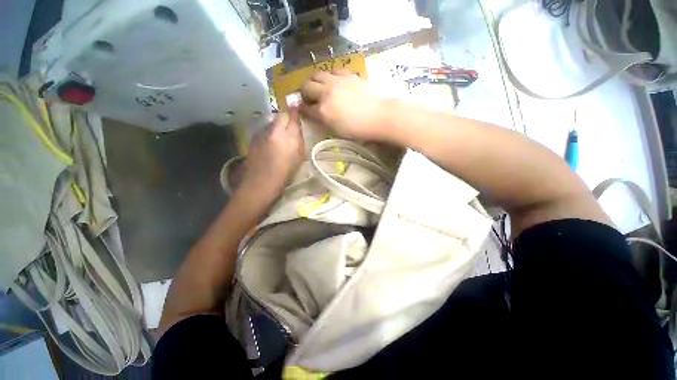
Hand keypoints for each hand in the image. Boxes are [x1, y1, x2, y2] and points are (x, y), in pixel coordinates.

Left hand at [238, 109, 304, 201]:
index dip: (296, 112)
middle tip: (291, 125)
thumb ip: (299, 140)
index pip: (292, 116)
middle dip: (287, 117)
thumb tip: (298, 129)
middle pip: (281, 115)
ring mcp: (262, 132)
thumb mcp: (298, 157)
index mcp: (288, 136)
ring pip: (272, 121)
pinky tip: (271, 141)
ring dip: (278, 124)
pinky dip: (270, 131)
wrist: (260, 182)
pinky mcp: (254, 137)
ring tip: (281, 135)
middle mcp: (274, 130)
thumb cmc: (285, 173)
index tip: (298, 111)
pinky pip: (265, 128)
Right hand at [299, 69, 390, 141]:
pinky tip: (335, 81)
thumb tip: (317, 113)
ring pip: (317, 74)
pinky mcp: (347, 75)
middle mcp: (326, 93)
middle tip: (309, 97)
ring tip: (320, 87)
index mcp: (323, 111)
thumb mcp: (337, 130)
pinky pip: (333, 70)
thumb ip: (324, 121)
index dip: (303, 109)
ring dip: (315, 81)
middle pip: (306, 86)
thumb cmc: (358, 129)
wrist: (378, 116)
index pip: (306, 108)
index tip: (304, 110)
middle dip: (304, 92)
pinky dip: (330, 75)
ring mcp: (336, 81)